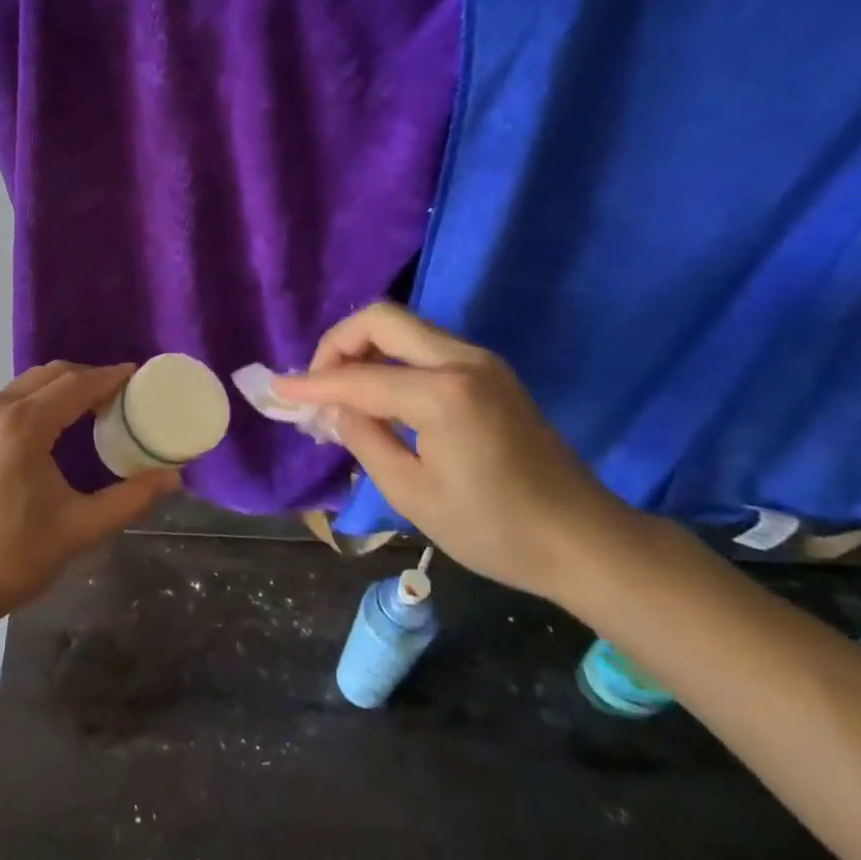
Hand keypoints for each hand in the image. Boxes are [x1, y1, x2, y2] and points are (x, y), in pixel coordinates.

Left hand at [0, 361, 179, 629]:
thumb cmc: (13, 558)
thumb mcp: (80, 529)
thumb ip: (131, 498)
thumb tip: (174, 476)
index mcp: (22, 426)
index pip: (76, 384)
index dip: (110, 377)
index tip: (140, 375)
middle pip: (52, 374)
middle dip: (89, 377)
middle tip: (124, 394)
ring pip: (29, 382)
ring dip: (64, 386)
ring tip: (97, 405)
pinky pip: (12, 397)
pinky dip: (41, 397)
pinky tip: (60, 421)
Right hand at [271, 304, 632, 600]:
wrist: (584, 541)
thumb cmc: (494, 530)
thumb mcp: (412, 494)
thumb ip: (363, 439)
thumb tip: (330, 408)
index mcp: (442, 395)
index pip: (357, 378)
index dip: (311, 384)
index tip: (276, 389)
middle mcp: (462, 361)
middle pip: (382, 318)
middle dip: (338, 344)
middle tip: (318, 385)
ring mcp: (481, 361)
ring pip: (404, 327)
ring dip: (364, 348)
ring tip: (342, 393)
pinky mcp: (490, 372)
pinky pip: (425, 346)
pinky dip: (391, 359)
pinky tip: (379, 395)